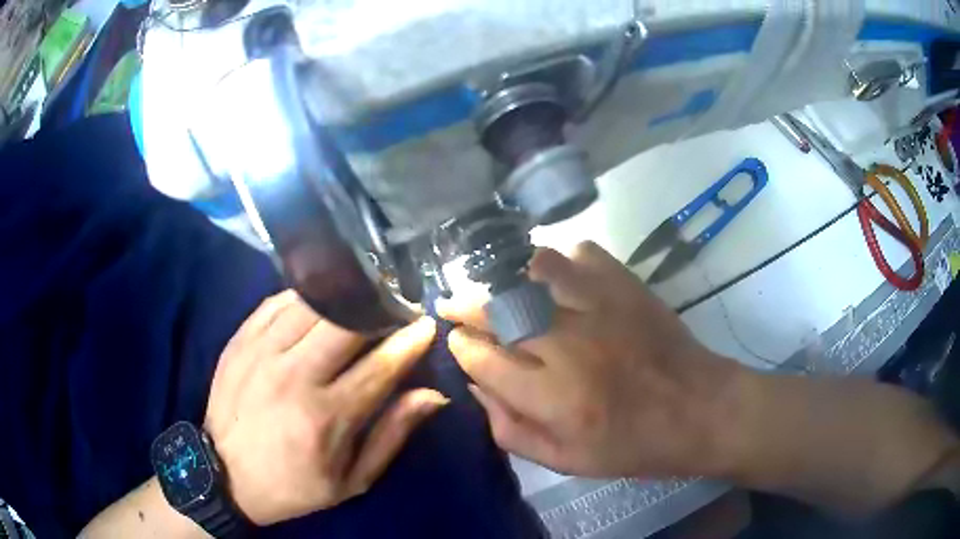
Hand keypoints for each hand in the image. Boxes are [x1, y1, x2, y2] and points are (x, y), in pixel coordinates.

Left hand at [204, 291, 444, 525]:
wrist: (225, 475)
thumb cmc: (294, 485)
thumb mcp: (352, 480)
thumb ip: (393, 435)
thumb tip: (433, 395)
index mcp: (326, 417)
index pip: (380, 365)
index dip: (410, 340)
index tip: (426, 325)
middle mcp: (294, 376)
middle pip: (346, 321)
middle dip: (379, 309)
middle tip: (394, 309)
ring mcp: (261, 352)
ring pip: (312, 302)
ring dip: (344, 297)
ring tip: (361, 299)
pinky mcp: (240, 340)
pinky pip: (278, 302)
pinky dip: (305, 296)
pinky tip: (320, 301)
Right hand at [440, 242, 745, 478]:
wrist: (698, 409)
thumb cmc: (632, 445)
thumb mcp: (565, 461)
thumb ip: (510, 429)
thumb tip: (476, 384)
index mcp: (553, 398)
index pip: (481, 358)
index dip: (461, 347)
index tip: (458, 342)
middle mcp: (569, 346)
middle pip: (496, 308)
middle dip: (465, 304)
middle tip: (454, 304)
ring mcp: (600, 307)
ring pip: (530, 271)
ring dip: (503, 275)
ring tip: (495, 285)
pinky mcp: (625, 285)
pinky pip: (578, 253)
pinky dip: (558, 260)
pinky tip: (555, 278)